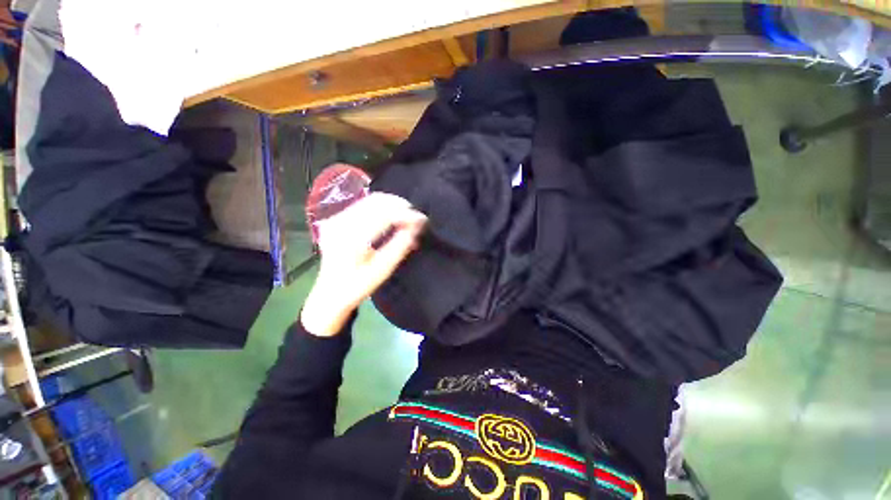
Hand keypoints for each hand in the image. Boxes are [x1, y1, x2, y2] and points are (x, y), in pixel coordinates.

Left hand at [301, 193, 426, 336]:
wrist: (330, 293)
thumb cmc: (358, 286)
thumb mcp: (383, 270)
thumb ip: (400, 246)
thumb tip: (416, 227)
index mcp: (352, 239)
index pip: (384, 215)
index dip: (406, 214)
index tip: (423, 220)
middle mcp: (341, 223)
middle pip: (377, 201)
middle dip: (401, 205)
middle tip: (416, 217)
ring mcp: (336, 218)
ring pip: (371, 199)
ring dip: (392, 204)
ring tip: (407, 216)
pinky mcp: (337, 218)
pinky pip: (364, 204)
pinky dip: (382, 207)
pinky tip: (392, 216)